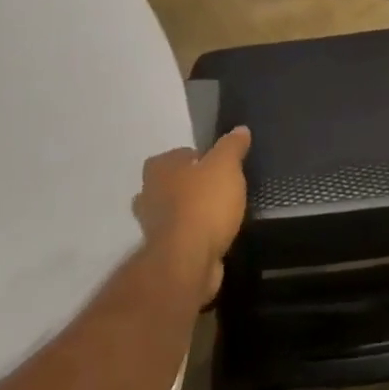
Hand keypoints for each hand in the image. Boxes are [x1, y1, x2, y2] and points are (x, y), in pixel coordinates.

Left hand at [133, 127, 251, 305]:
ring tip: (220, 213)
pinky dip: (194, 234)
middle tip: (221, 189)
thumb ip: (232, 146)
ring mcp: (152, 224)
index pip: (182, 154)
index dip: (203, 158)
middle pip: (174, 182)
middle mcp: (148, 193)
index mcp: (159, 167)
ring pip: (174, 210)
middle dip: (193, 185)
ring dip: (191, 211)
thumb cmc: (204, 204)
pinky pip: (181, 234)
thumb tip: (240, 129)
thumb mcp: (226, 166)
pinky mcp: (162, 251)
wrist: (188, 260)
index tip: (223, 168)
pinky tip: (214, 235)